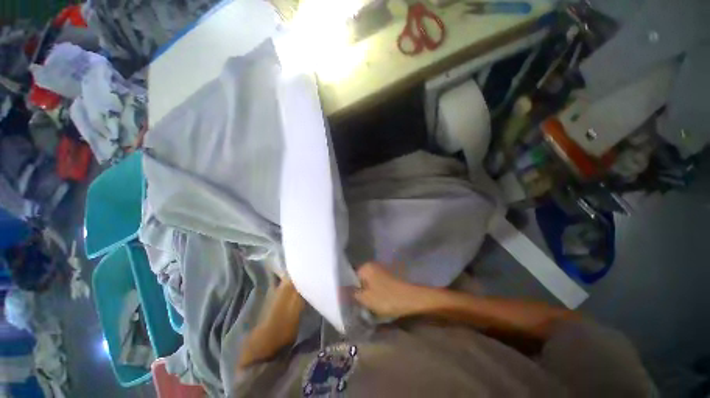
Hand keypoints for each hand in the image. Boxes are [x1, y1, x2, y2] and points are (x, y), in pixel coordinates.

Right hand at [353, 262, 428, 317]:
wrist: (412, 300)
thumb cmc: (386, 298)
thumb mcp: (366, 298)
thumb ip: (352, 294)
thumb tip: (341, 290)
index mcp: (366, 267)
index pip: (349, 276)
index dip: (347, 289)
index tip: (346, 300)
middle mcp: (372, 266)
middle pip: (359, 279)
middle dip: (356, 291)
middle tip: (355, 304)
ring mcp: (381, 271)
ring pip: (367, 283)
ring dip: (365, 293)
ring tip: (364, 305)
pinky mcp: (388, 278)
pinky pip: (375, 285)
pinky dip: (373, 292)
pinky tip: (374, 302)